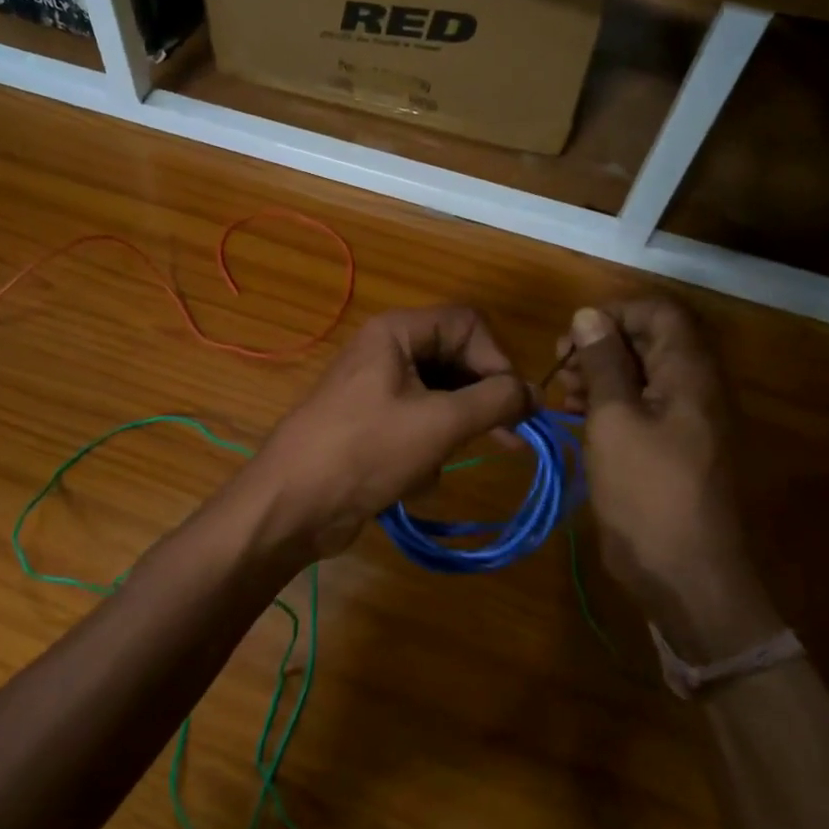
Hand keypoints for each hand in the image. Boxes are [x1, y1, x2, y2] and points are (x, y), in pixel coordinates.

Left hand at [247, 307, 530, 557]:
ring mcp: (378, 389)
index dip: (497, 359)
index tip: (514, 403)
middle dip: (480, 403)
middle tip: (511, 439)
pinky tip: (415, 480)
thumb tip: (534, 392)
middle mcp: (388, 351)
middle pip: (456, 361)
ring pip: (441, 399)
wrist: (294, 503)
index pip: (469, 324)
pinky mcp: (374, 425)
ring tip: (445, 464)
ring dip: (451, 434)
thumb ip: (495, 401)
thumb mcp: (440, 423)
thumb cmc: (367, 450)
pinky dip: (426, 452)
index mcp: (398, 332)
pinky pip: (419, 426)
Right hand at [556, 298, 747, 607]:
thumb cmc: (647, 490)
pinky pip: (639, 406)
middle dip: (599, 345)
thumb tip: (588, 314)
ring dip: (598, 374)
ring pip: (639, 373)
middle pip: (647, 340)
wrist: (684, 573)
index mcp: (689, 373)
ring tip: (561, 393)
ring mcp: (683, 419)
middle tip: (560, 368)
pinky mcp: (669, 446)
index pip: (658, 312)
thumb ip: (602, 363)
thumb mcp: (614, 419)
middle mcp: (693, 387)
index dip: (614, 313)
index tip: (573, 338)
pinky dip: (607, 402)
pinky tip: (575, 416)